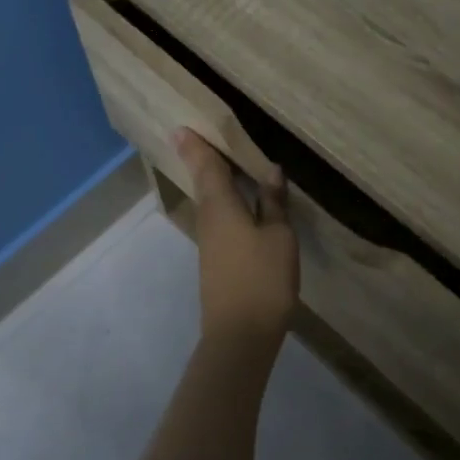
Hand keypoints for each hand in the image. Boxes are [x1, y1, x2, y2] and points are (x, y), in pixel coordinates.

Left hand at [175, 129, 298, 351]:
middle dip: (199, 157)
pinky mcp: (215, 258)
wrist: (240, 334)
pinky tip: (235, 199)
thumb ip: (273, 203)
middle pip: (203, 180)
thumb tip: (270, 170)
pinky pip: (216, 216)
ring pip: (208, 199)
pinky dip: (222, 199)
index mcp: (221, 206)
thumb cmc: (263, 279)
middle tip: (196, 134)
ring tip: (220, 158)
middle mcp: (209, 217)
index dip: (196, 145)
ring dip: (210, 177)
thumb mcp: (279, 237)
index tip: (180, 125)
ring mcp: (209, 240)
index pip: (206, 166)